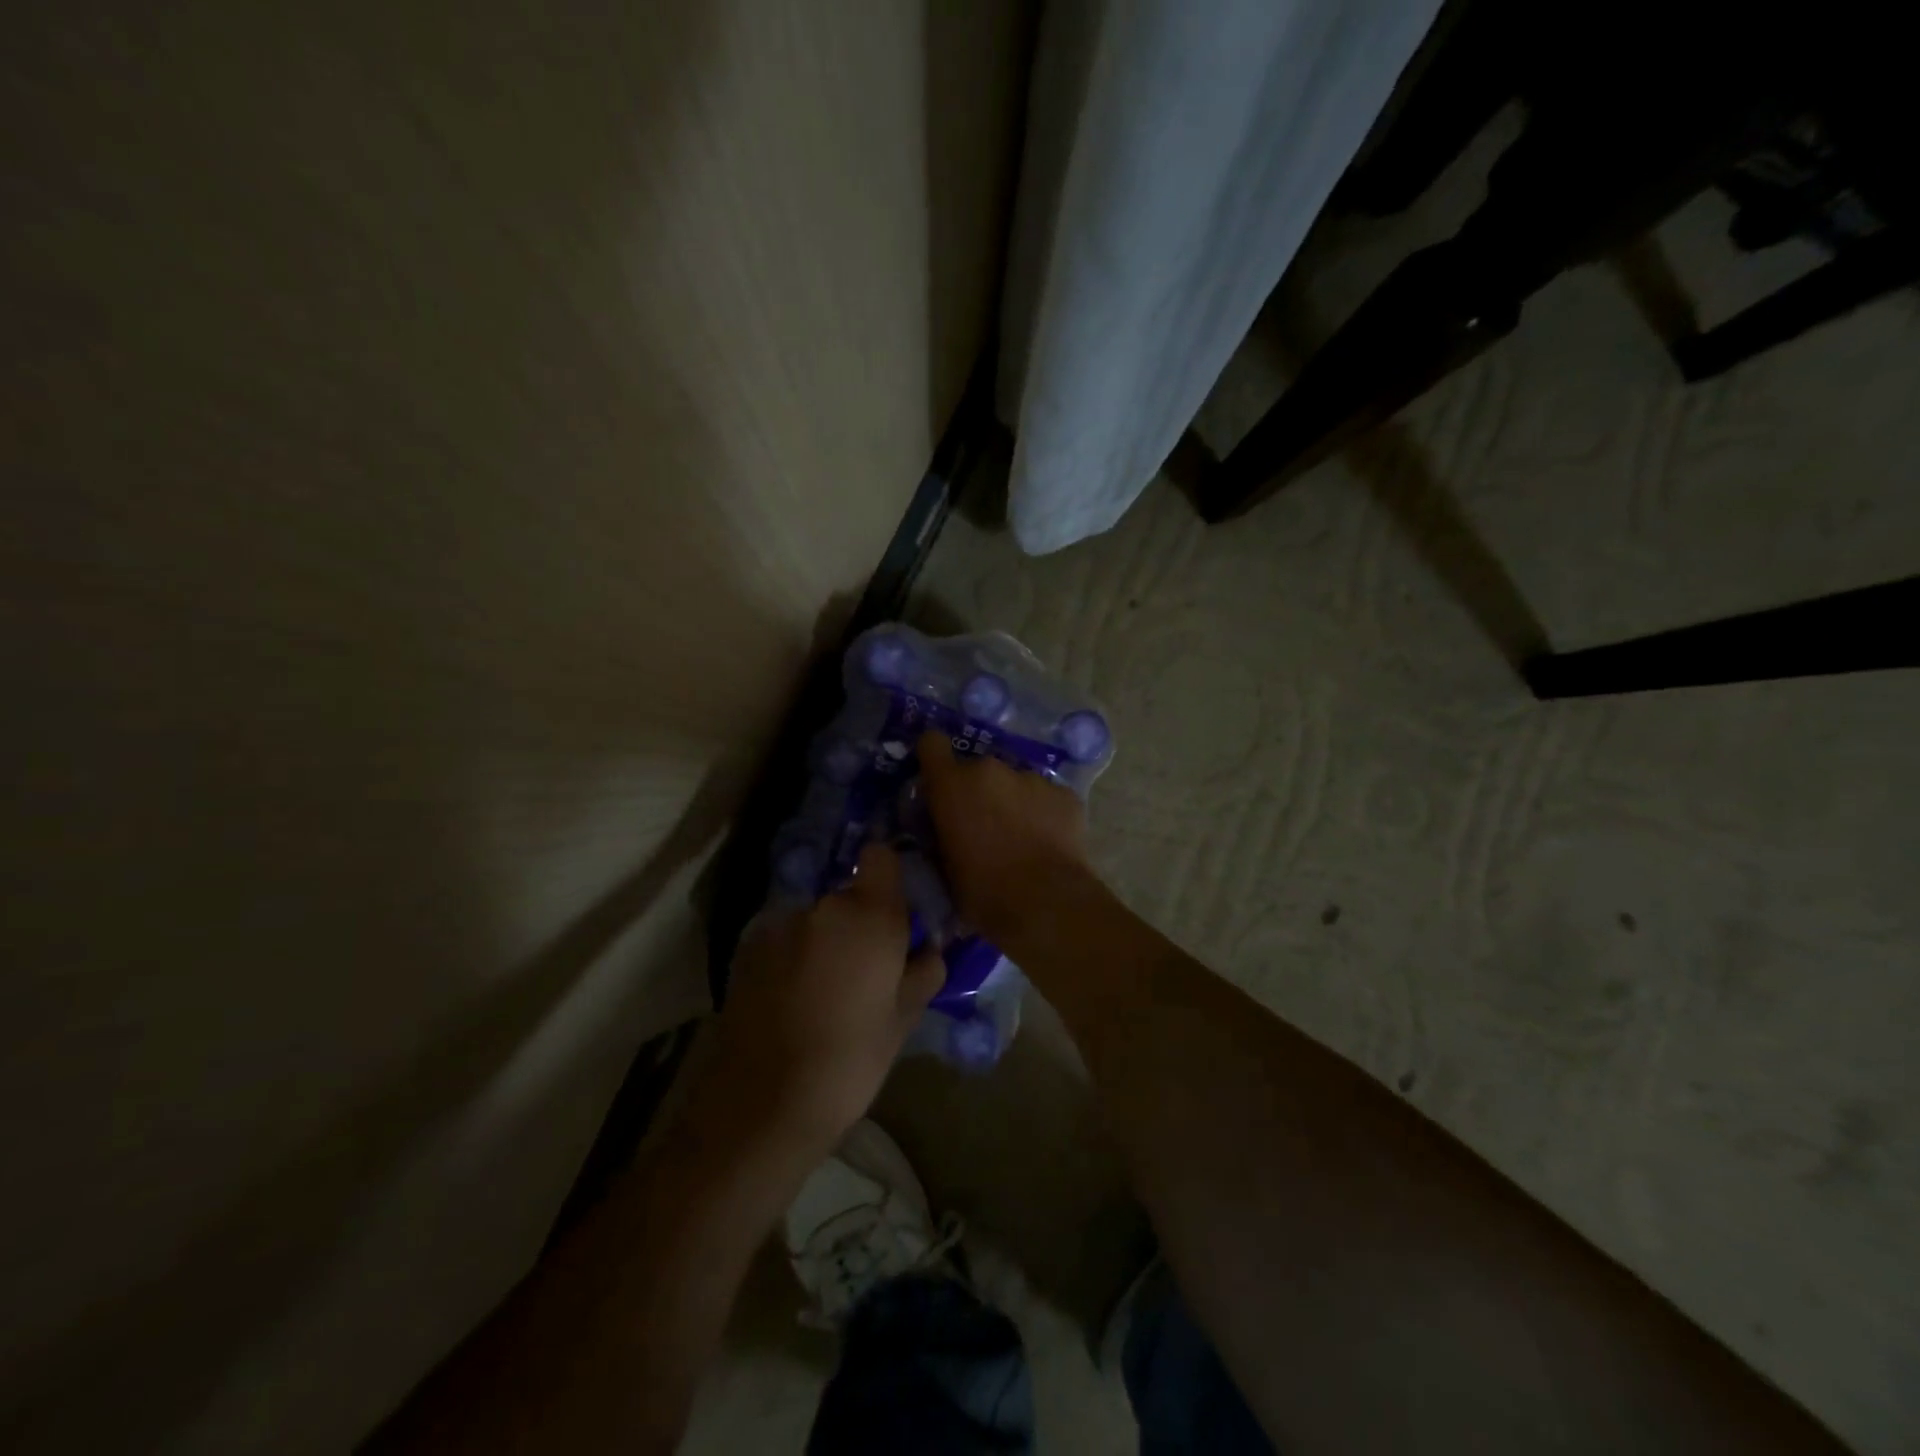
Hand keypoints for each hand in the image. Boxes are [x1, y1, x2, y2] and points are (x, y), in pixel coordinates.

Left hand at [710, 843, 943, 1157]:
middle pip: (848, 894)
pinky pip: (785, 937)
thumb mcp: (904, 1020)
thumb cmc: (851, 1060)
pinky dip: (793, 954)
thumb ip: (924, 970)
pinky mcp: (747, 946)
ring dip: (824, 938)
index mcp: (870, 915)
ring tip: (825, 988)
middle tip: (866, 967)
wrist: (764, 1102)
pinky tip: (792, 997)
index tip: (897, 909)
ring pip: (815, 918)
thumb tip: (928, 947)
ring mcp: (780, 923)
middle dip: (860, 920)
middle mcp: (823, 905)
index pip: (881, 856)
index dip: (890, 874)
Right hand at [915, 730, 1091, 945]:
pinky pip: (1046, 797)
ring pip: (1014, 782)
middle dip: (978, 790)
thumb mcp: (943, 866)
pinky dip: (1044, 813)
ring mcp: (1031, 777)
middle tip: (983, 824)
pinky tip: (1048, 842)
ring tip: (1020, 836)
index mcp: (952, 785)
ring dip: (1012, 801)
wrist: (1045, 903)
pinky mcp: (1065, 793)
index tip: (938, 779)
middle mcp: (990, 769)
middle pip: (977, 769)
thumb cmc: (982, 891)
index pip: (932, 743)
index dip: (934, 758)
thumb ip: (939, 834)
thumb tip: (943, 829)